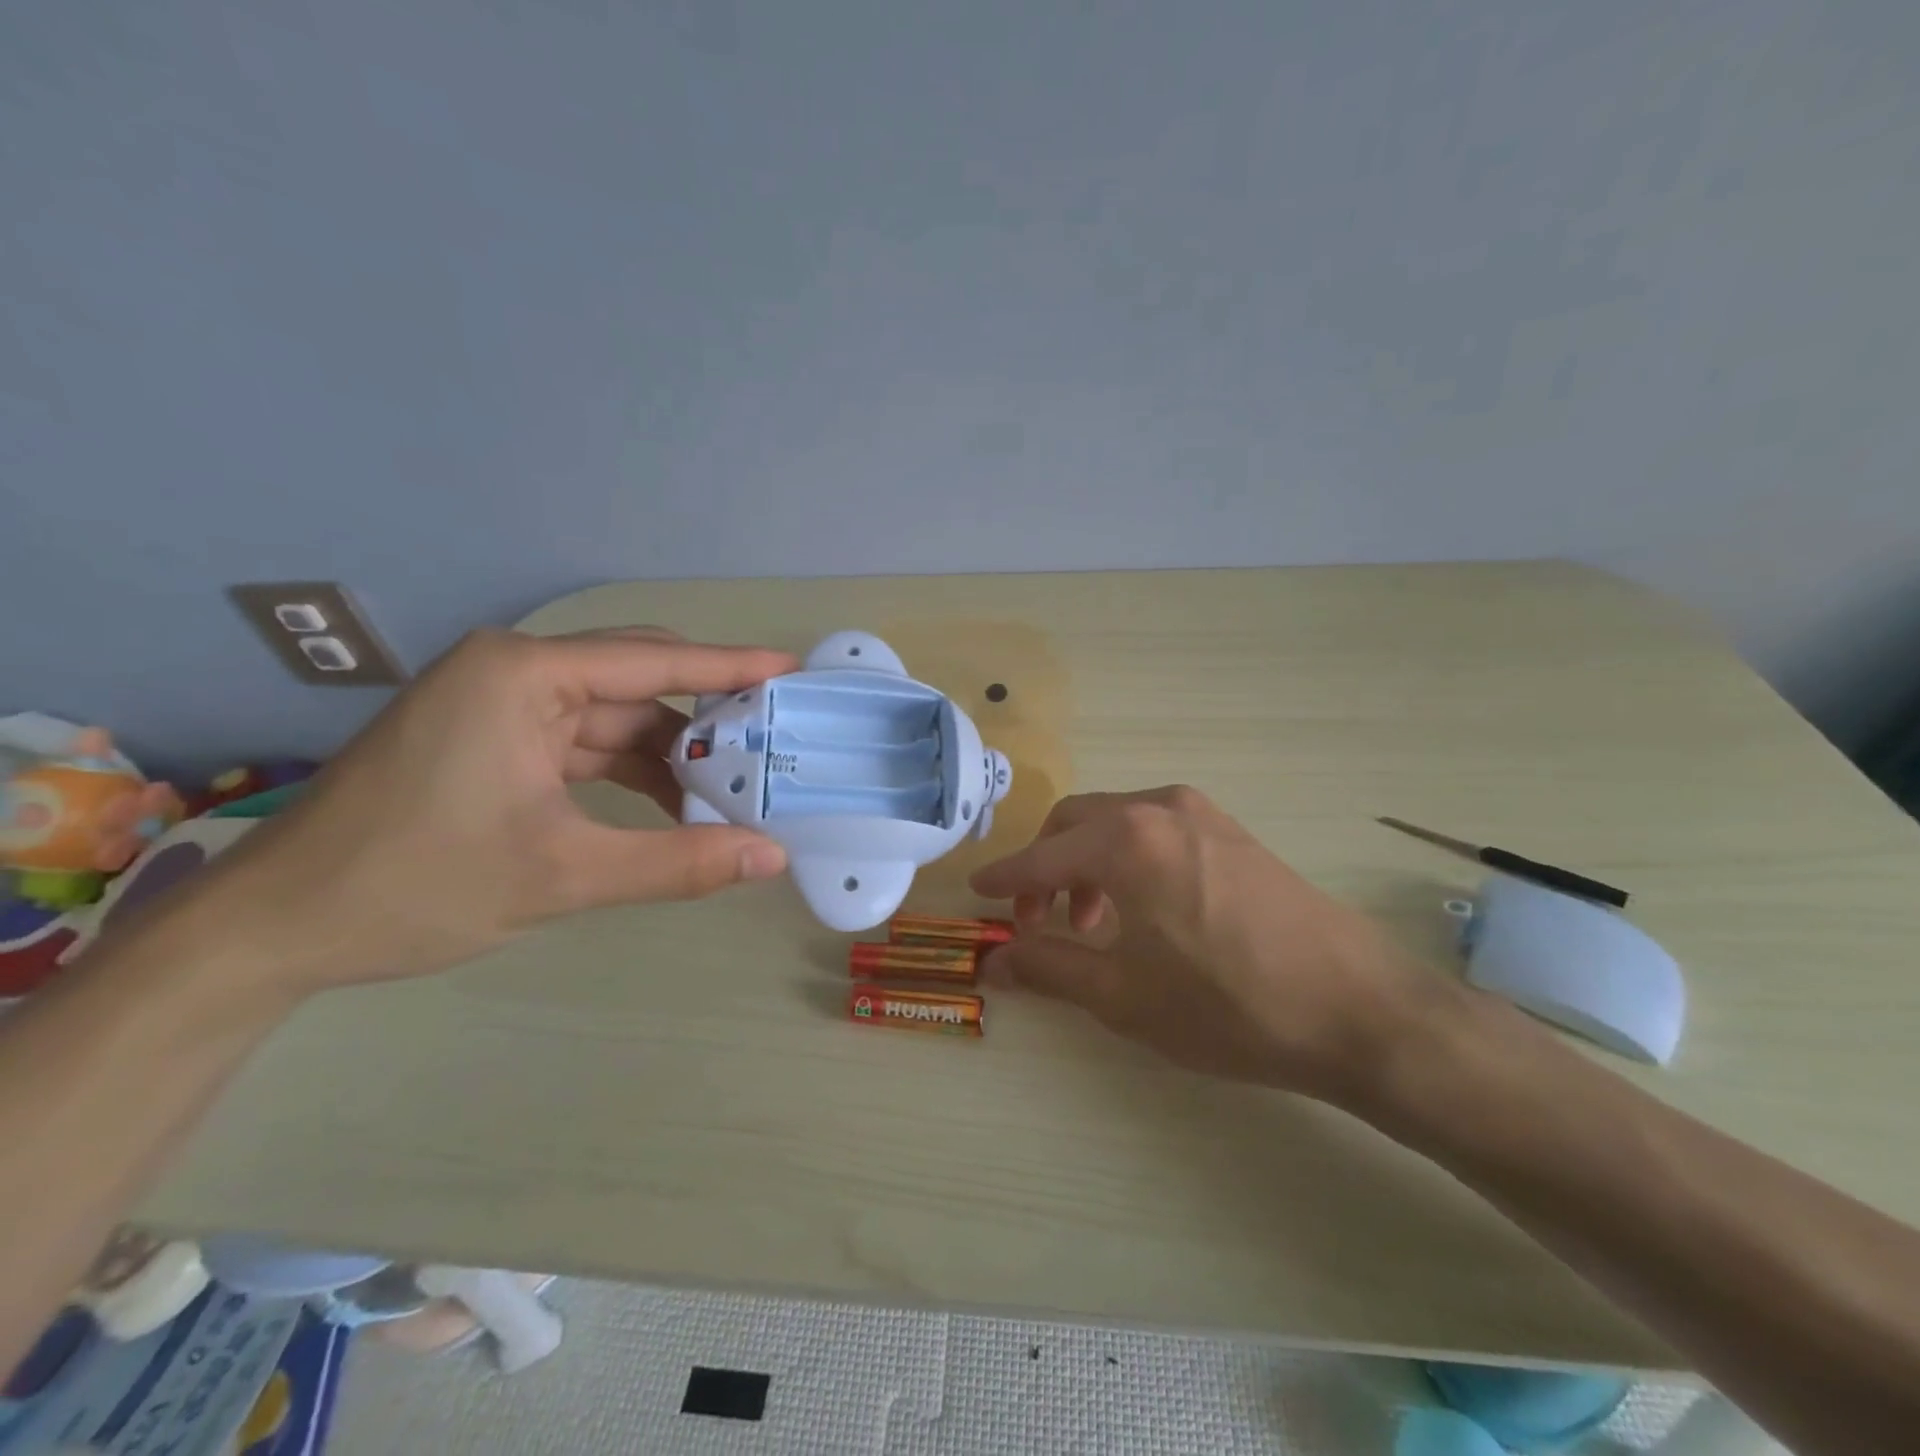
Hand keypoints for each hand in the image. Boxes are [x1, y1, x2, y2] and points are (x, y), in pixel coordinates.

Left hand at [194, 628, 795, 995]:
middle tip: (775, 737)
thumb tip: (772, 857)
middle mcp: (513, 671)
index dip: (731, 667)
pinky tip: (674, 802)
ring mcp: (500, 704)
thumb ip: (678, 863)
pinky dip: (632, 770)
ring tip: (735, 785)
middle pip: (638, 680)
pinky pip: (585, 741)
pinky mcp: (493, 738)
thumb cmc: (415, 885)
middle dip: (707, 714)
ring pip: (615, 715)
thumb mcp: (562, 876)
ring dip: (671, 752)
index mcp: (522, 674)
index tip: (792, 669)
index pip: (653, 661)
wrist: (276, 930)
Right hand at [969, 787, 1449, 1103]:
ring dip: (1089, 863)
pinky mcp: (1234, 831)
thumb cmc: (1228, 1005)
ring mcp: (1203, 814)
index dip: (1005, 879)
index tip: (977, 892)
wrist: (1359, 1008)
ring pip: (1117, 823)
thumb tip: (992, 963)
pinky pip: (1157, 830)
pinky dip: (1129, 859)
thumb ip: (1048, 969)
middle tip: (1040, 921)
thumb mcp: (1123, 996)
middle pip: (1076, 823)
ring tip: (1095, 924)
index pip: (1042, 856)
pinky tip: (1146, 909)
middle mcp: (1160, 809)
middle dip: (1047, 867)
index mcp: (1125, 841)